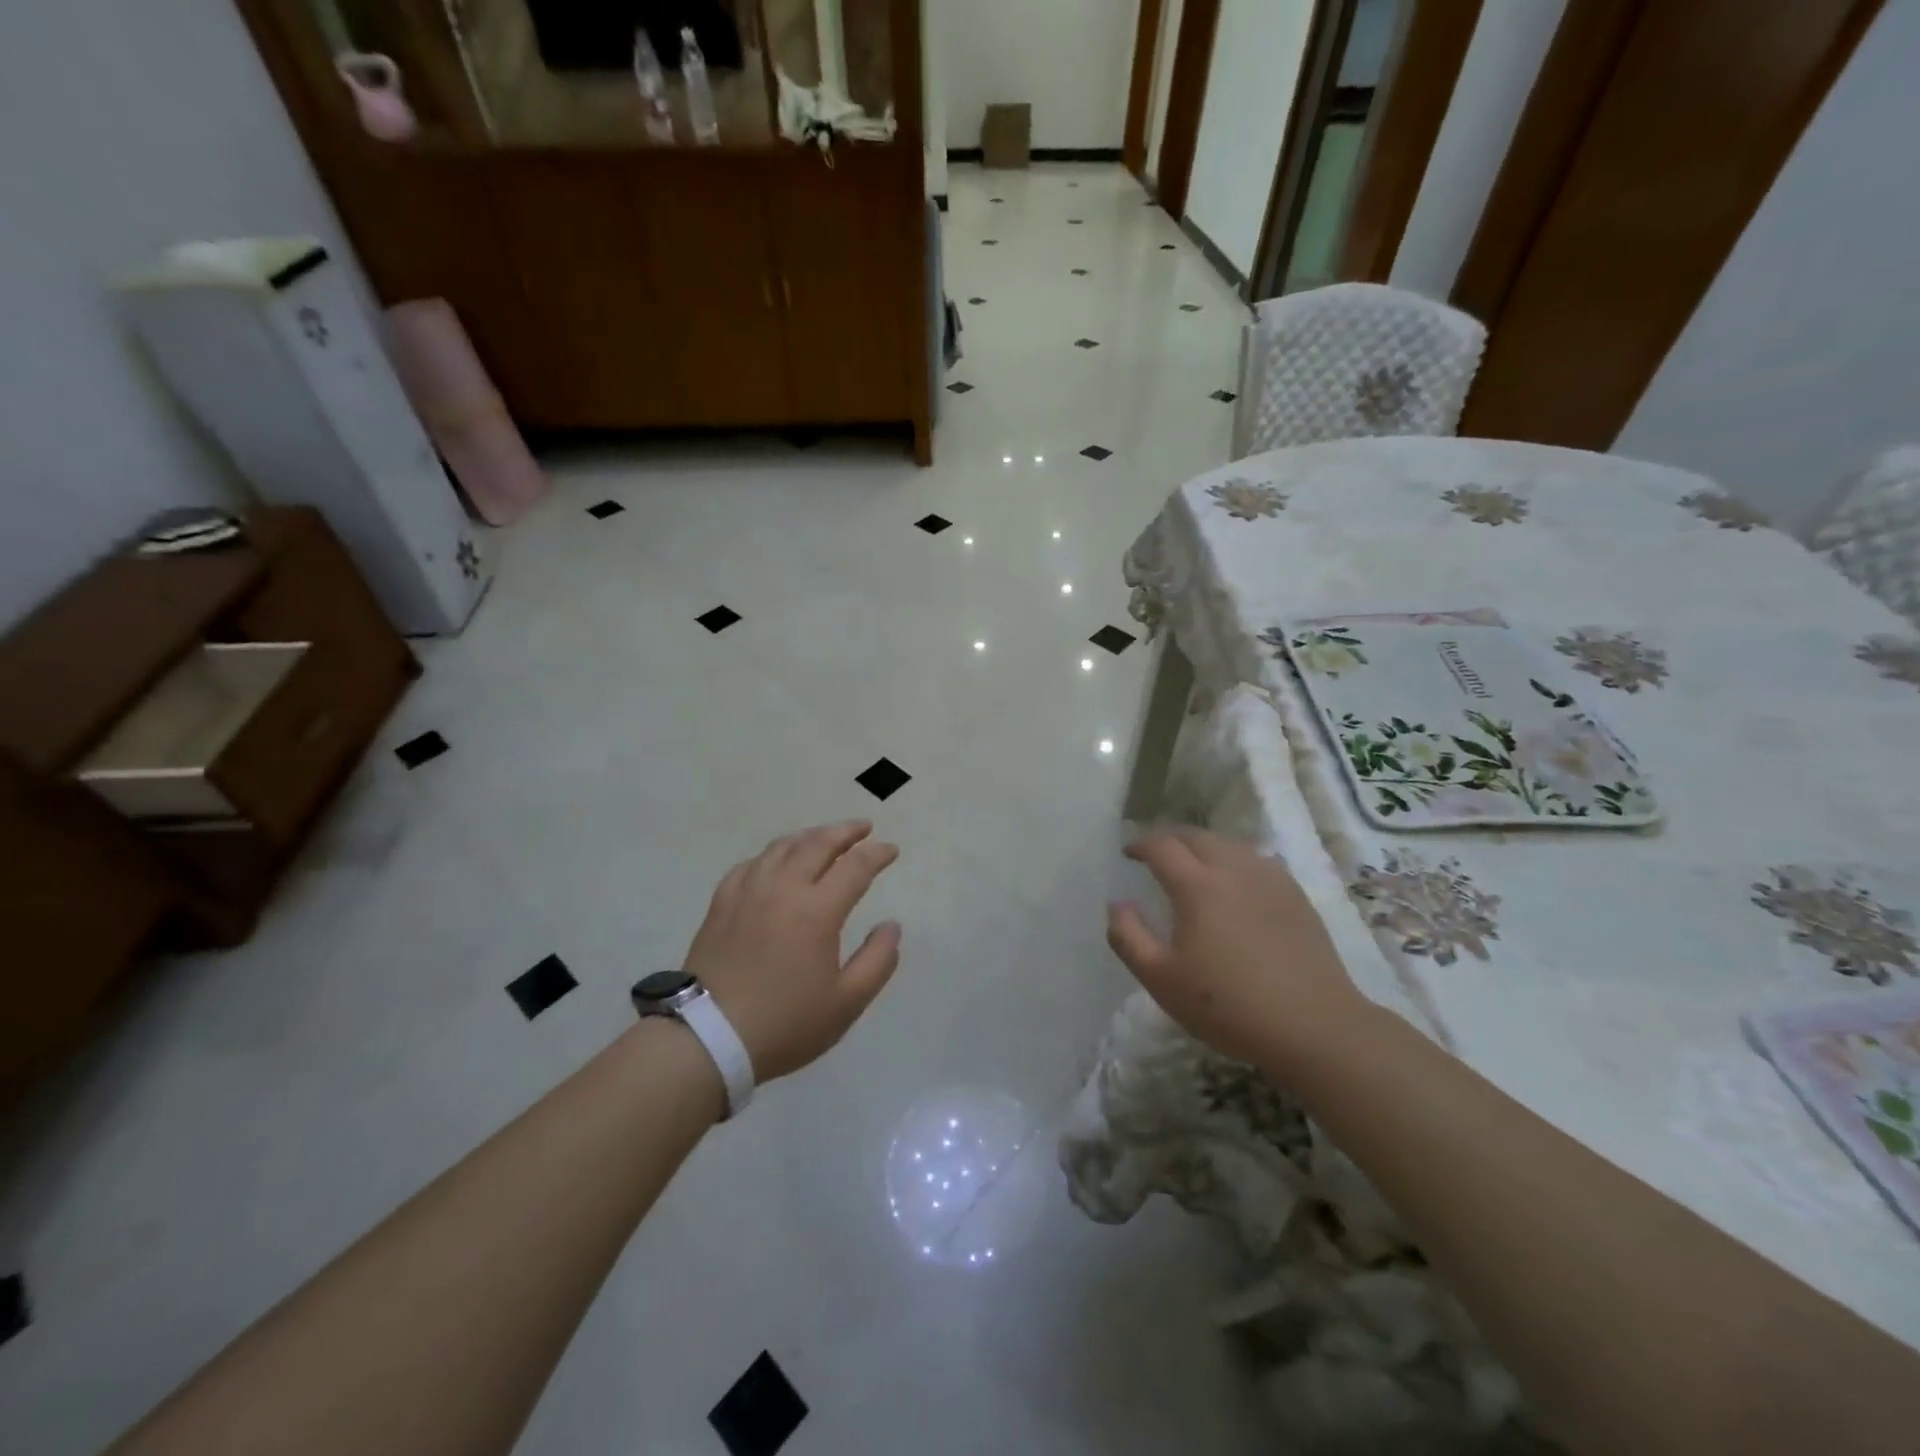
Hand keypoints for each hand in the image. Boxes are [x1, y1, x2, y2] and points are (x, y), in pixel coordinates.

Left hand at [685, 820, 901, 1082]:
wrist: (708, 1038)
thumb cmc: (785, 1024)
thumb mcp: (846, 1003)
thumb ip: (877, 961)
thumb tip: (891, 926)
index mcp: (817, 911)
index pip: (855, 866)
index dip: (877, 853)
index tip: (892, 850)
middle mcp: (783, 889)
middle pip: (818, 844)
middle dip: (846, 831)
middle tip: (863, 827)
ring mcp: (748, 892)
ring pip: (782, 847)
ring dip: (810, 836)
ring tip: (824, 836)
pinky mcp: (722, 903)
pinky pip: (751, 864)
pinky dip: (773, 854)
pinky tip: (776, 861)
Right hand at [1106, 829, 1371, 1077]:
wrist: (1314, 1026)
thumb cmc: (1228, 1006)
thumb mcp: (1161, 980)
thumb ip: (1129, 937)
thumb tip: (1118, 904)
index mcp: (1197, 886)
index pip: (1162, 847)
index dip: (1140, 845)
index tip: (1128, 854)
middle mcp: (1233, 870)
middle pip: (1196, 836)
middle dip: (1170, 840)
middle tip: (1156, 855)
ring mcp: (1270, 879)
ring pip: (1229, 844)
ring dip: (1203, 846)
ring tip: (1193, 865)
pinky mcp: (1296, 895)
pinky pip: (1257, 860)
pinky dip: (1235, 859)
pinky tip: (1236, 882)